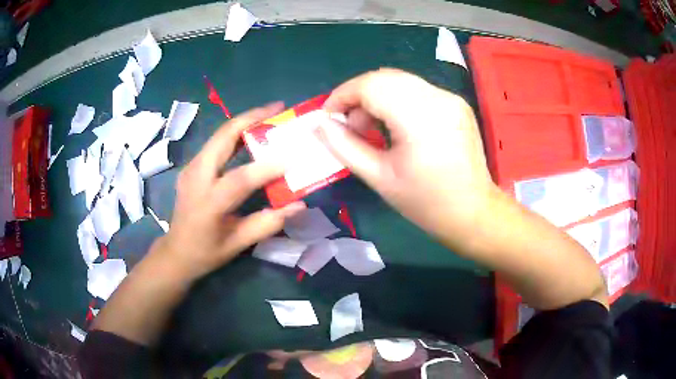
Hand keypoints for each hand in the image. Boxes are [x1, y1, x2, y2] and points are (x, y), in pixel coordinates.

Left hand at [152, 103, 305, 279]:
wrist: (175, 252)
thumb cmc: (206, 253)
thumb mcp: (237, 244)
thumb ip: (267, 224)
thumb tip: (299, 205)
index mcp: (208, 203)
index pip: (240, 179)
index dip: (268, 166)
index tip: (294, 156)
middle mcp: (196, 177)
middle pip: (223, 137)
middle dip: (252, 117)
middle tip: (279, 108)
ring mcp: (191, 168)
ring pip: (219, 134)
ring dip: (244, 121)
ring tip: (269, 115)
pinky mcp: (192, 166)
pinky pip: (216, 142)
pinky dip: (235, 133)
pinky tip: (251, 134)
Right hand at [319, 68, 495, 246]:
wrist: (473, 212)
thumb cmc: (426, 203)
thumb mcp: (379, 178)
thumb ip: (344, 146)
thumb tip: (321, 124)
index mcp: (420, 117)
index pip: (371, 85)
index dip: (343, 95)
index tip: (328, 115)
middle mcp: (438, 98)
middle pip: (385, 78)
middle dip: (359, 96)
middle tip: (351, 126)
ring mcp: (450, 98)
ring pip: (401, 81)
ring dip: (377, 97)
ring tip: (372, 129)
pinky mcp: (456, 104)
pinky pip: (417, 90)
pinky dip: (397, 100)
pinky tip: (396, 126)